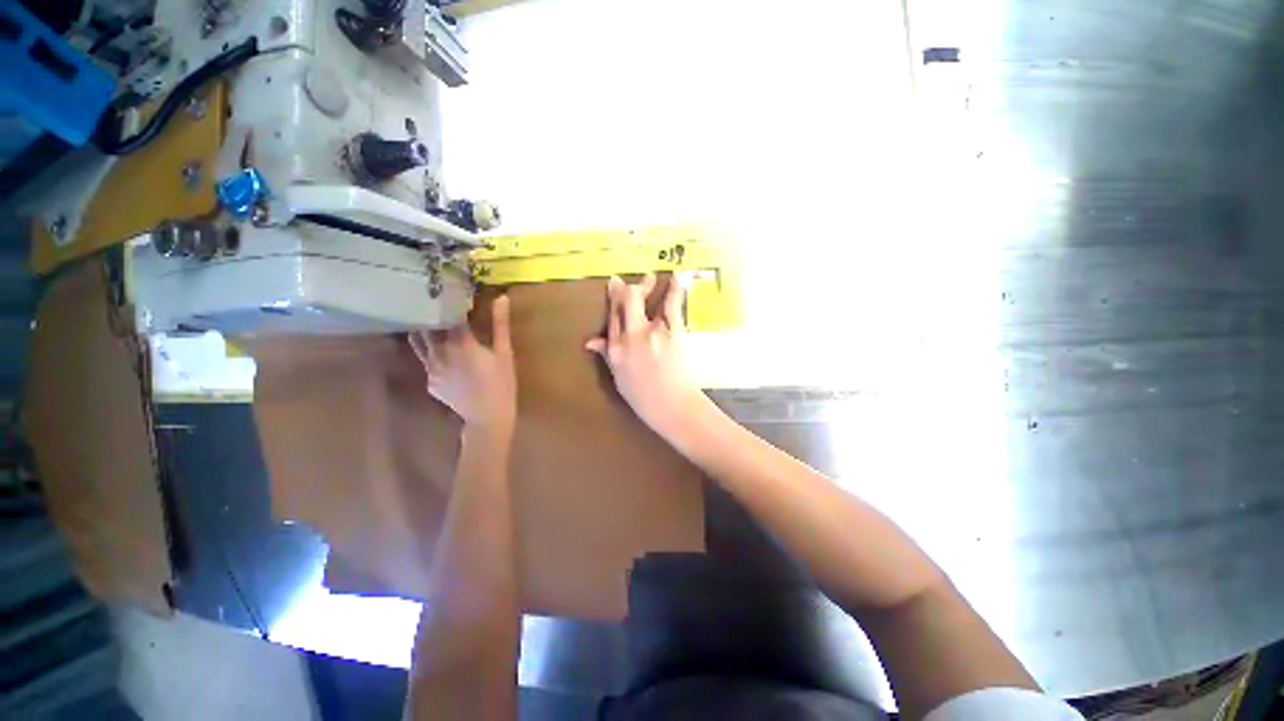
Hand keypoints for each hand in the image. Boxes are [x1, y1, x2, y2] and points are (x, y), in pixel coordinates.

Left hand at [410, 295, 516, 436]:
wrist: (488, 418)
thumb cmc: (501, 384)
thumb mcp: (505, 353)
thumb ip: (500, 325)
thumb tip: (502, 297)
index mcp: (461, 343)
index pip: (448, 314)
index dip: (449, 301)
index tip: (450, 291)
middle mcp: (440, 352)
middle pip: (427, 325)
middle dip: (430, 312)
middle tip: (433, 299)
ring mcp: (431, 368)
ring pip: (419, 342)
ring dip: (422, 328)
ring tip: (424, 317)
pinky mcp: (430, 381)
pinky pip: (425, 360)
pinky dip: (428, 350)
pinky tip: (436, 348)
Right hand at [586, 274, 701, 432]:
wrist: (672, 406)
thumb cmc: (644, 397)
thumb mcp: (619, 378)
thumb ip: (607, 356)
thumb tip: (591, 342)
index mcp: (615, 350)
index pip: (611, 318)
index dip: (613, 300)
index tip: (615, 285)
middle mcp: (629, 337)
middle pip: (622, 303)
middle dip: (626, 288)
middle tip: (632, 283)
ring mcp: (651, 332)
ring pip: (642, 300)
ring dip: (646, 285)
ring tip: (652, 276)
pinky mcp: (672, 331)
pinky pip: (671, 305)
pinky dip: (676, 289)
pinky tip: (679, 275)